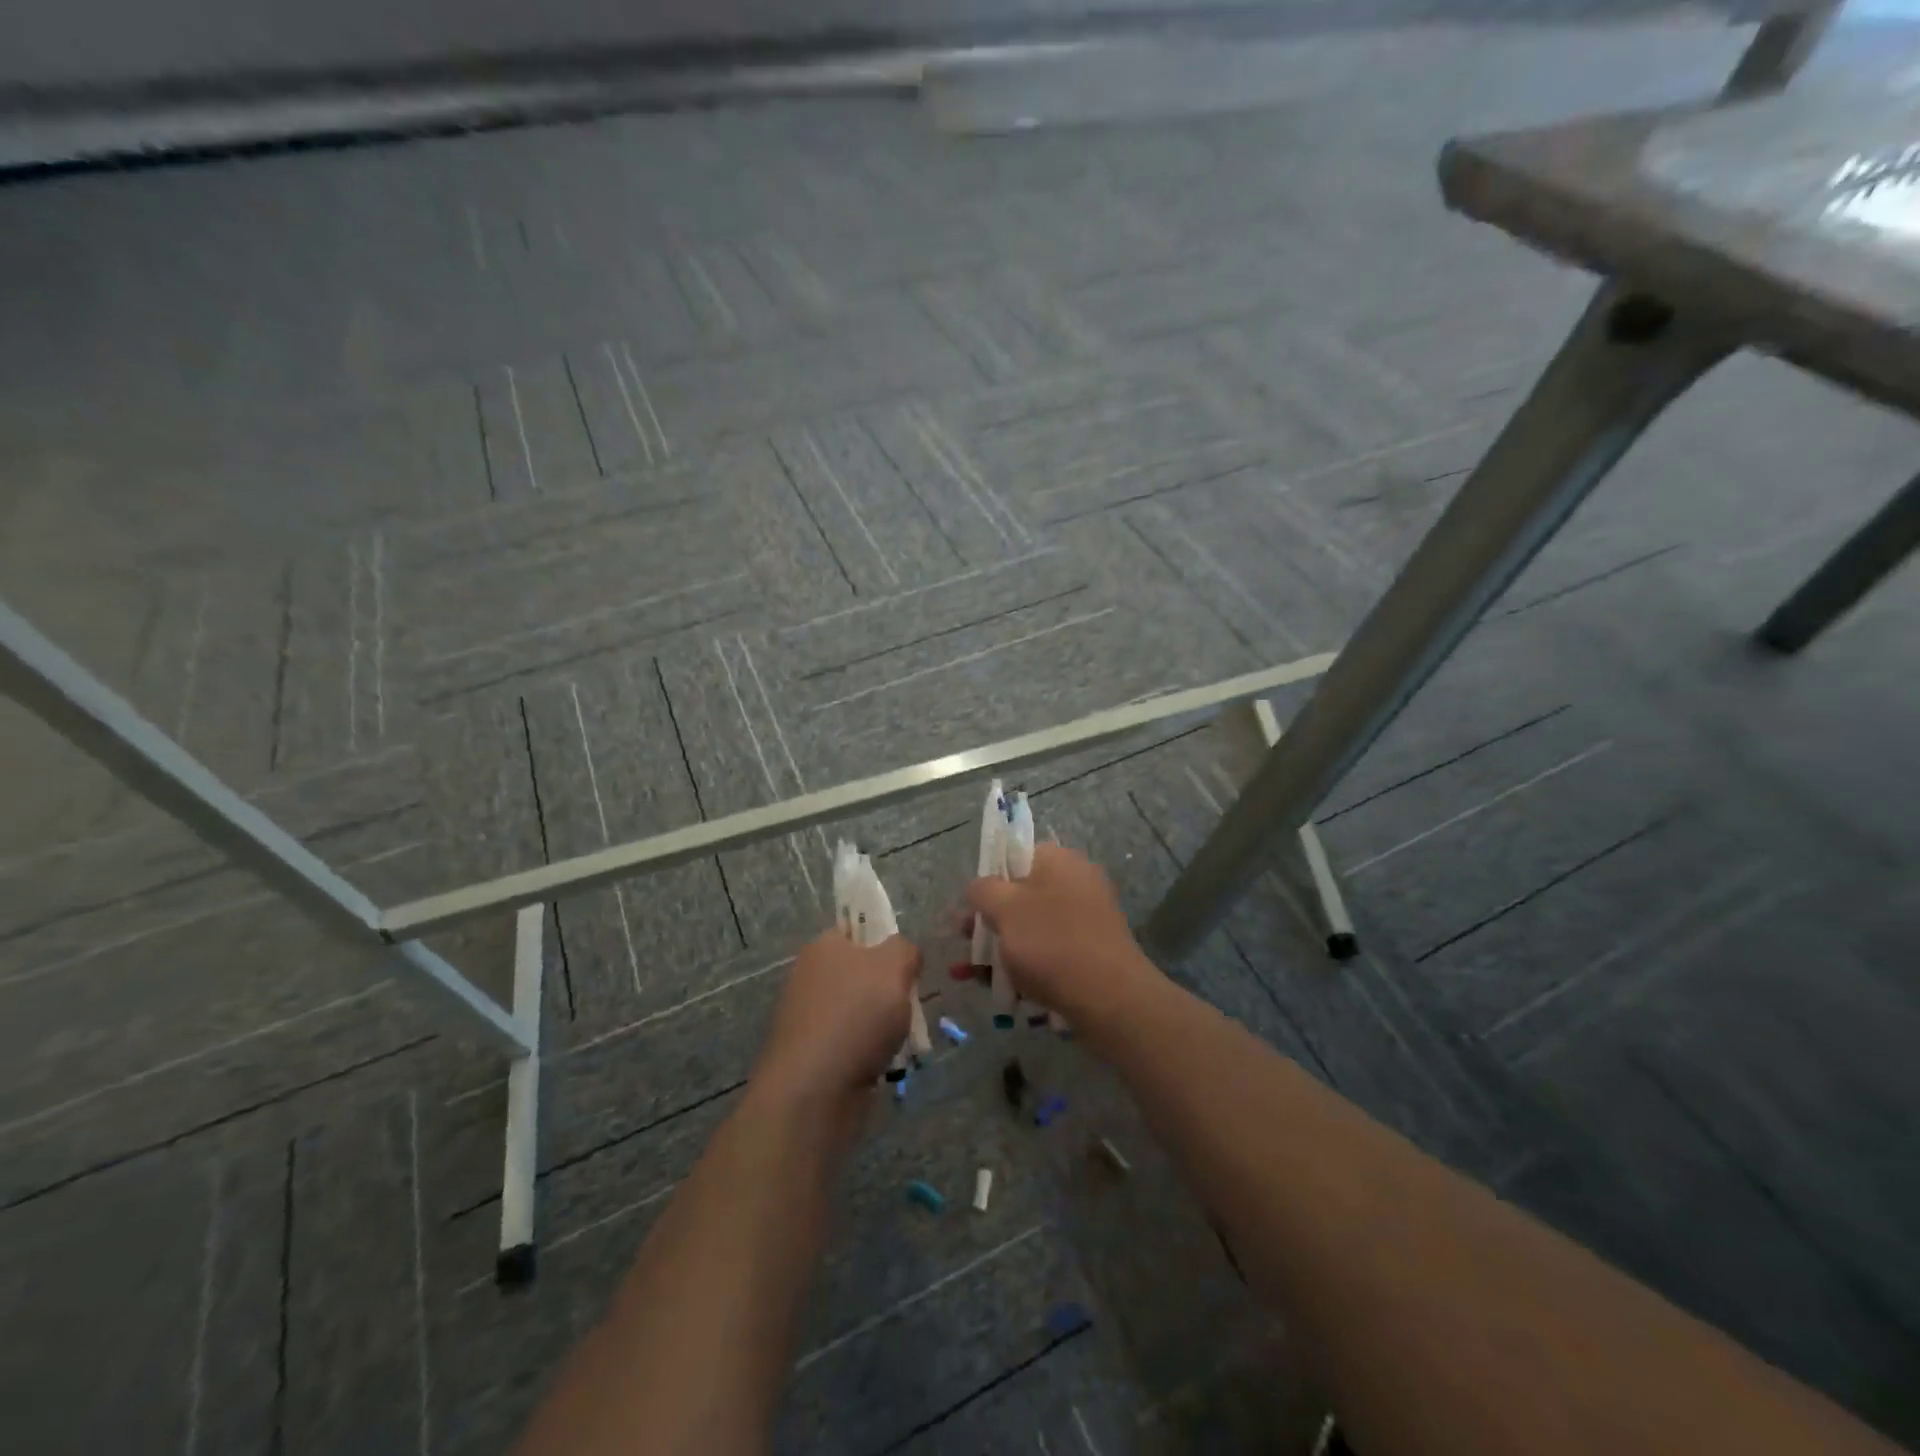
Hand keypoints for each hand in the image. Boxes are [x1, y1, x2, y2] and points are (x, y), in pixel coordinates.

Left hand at [753, 931, 922, 1105]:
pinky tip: (885, 1064)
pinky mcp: (812, 1055)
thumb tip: (903, 955)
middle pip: (862, 973)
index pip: (857, 931)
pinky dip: (870, 1052)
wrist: (814, 1091)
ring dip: (883, 1025)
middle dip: (890, 990)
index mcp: (823, 946)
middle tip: (909, 1005)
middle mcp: (811, 976)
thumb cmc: (856, 1016)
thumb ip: (905, 949)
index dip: (885, 944)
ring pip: (860, 1011)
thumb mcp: (895, 966)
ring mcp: (809, 1017)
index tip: (906, 966)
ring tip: (903, 1040)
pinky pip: (852, 1043)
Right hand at [965, 844, 1160, 1024]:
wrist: (1109, 997)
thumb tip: (979, 887)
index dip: (989, 879)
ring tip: (973, 975)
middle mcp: (1077, 881)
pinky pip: (1051, 950)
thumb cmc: (1050, 942)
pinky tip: (1003, 989)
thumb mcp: (1004, 909)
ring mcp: (1088, 917)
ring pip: (1034, 927)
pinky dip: (1027, 965)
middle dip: (990, 920)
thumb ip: (983, 890)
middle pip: (1022, 894)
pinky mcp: (1092, 949)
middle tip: (965, 943)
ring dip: (1003, 947)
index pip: (1016, 856)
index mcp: (1059, 860)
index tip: (972, 907)